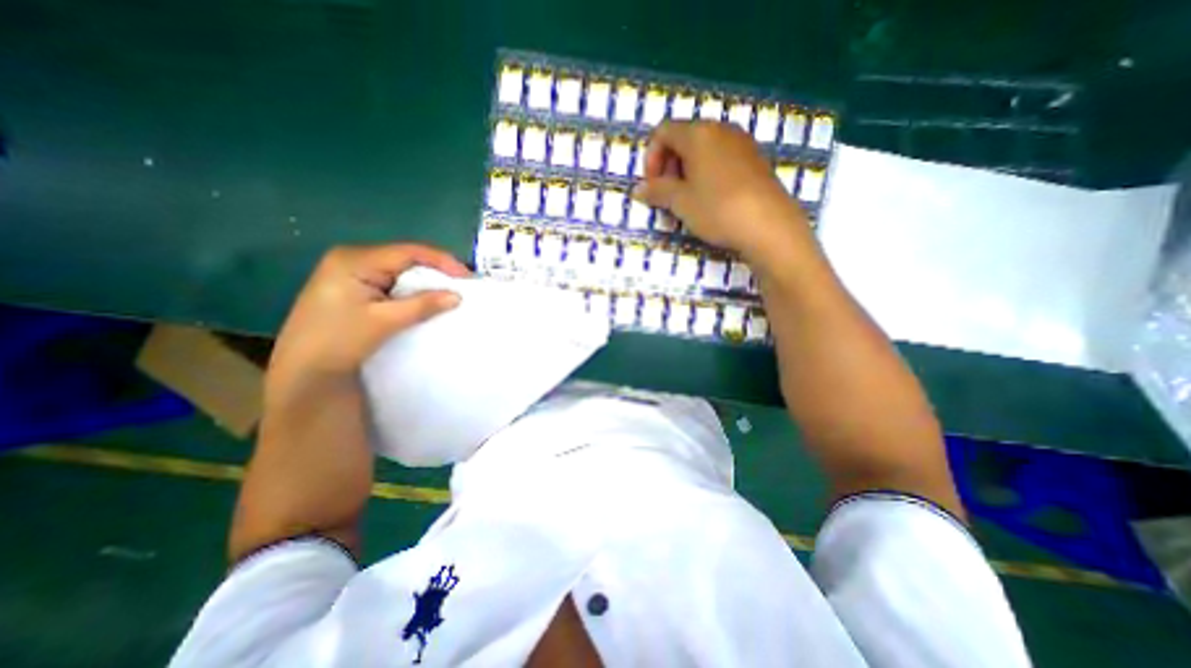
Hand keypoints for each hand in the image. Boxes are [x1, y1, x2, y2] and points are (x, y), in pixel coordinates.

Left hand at [270, 244, 470, 384]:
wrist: (303, 373)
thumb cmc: (339, 341)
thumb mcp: (384, 321)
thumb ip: (422, 305)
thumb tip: (457, 296)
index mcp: (355, 259)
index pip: (408, 252)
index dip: (442, 261)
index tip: (467, 277)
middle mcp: (352, 259)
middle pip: (405, 259)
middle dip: (435, 271)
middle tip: (462, 285)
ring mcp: (352, 274)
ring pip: (400, 272)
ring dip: (425, 283)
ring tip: (450, 293)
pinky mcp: (354, 289)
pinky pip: (392, 283)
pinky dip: (412, 292)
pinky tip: (426, 300)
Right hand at [633, 121, 809, 265]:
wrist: (769, 226)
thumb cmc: (717, 210)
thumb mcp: (681, 202)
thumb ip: (657, 191)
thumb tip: (638, 189)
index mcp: (698, 134)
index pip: (663, 132)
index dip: (651, 158)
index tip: (652, 186)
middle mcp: (721, 130)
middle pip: (683, 139)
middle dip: (668, 167)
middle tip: (667, 197)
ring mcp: (741, 144)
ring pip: (703, 151)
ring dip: (686, 174)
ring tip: (687, 203)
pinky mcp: (755, 160)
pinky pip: (721, 160)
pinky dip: (706, 176)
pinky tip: (710, 201)